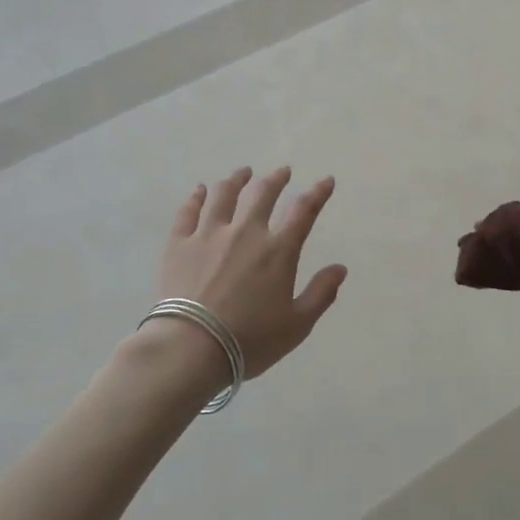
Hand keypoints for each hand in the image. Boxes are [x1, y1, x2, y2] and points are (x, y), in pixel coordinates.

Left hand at [152, 167, 348, 379]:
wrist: (191, 347)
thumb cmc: (250, 340)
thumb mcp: (297, 324)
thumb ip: (321, 293)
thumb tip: (340, 268)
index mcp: (278, 251)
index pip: (303, 211)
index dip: (318, 193)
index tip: (326, 181)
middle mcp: (245, 232)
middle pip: (263, 194)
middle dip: (276, 179)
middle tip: (282, 172)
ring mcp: (209, 235)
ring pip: (224, 195)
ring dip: (237, 180)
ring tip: (243, 173)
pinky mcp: (179, 244)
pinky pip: (188, 211)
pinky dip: (197, 197)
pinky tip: (200, 190)